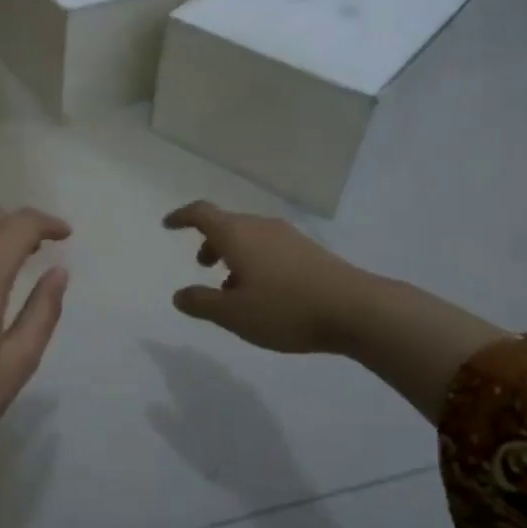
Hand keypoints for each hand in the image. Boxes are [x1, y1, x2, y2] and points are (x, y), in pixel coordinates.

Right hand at [162, 200, 378, 354]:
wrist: (358, 309)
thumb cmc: (286, 309)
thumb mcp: (233, 314)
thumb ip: (201, 303)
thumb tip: (179, 295)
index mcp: (237, 235)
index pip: (201, 213)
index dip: (182, 216)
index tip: (168, 225)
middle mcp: (260, 227)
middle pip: (227, 225)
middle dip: (210, 242)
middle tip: (203, 266)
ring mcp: (289, 237)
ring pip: (250, 237)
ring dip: (234, 254)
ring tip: (233, 287)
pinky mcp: (310, 252)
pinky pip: (270, 248)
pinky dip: (256, 261)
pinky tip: (265, 292)